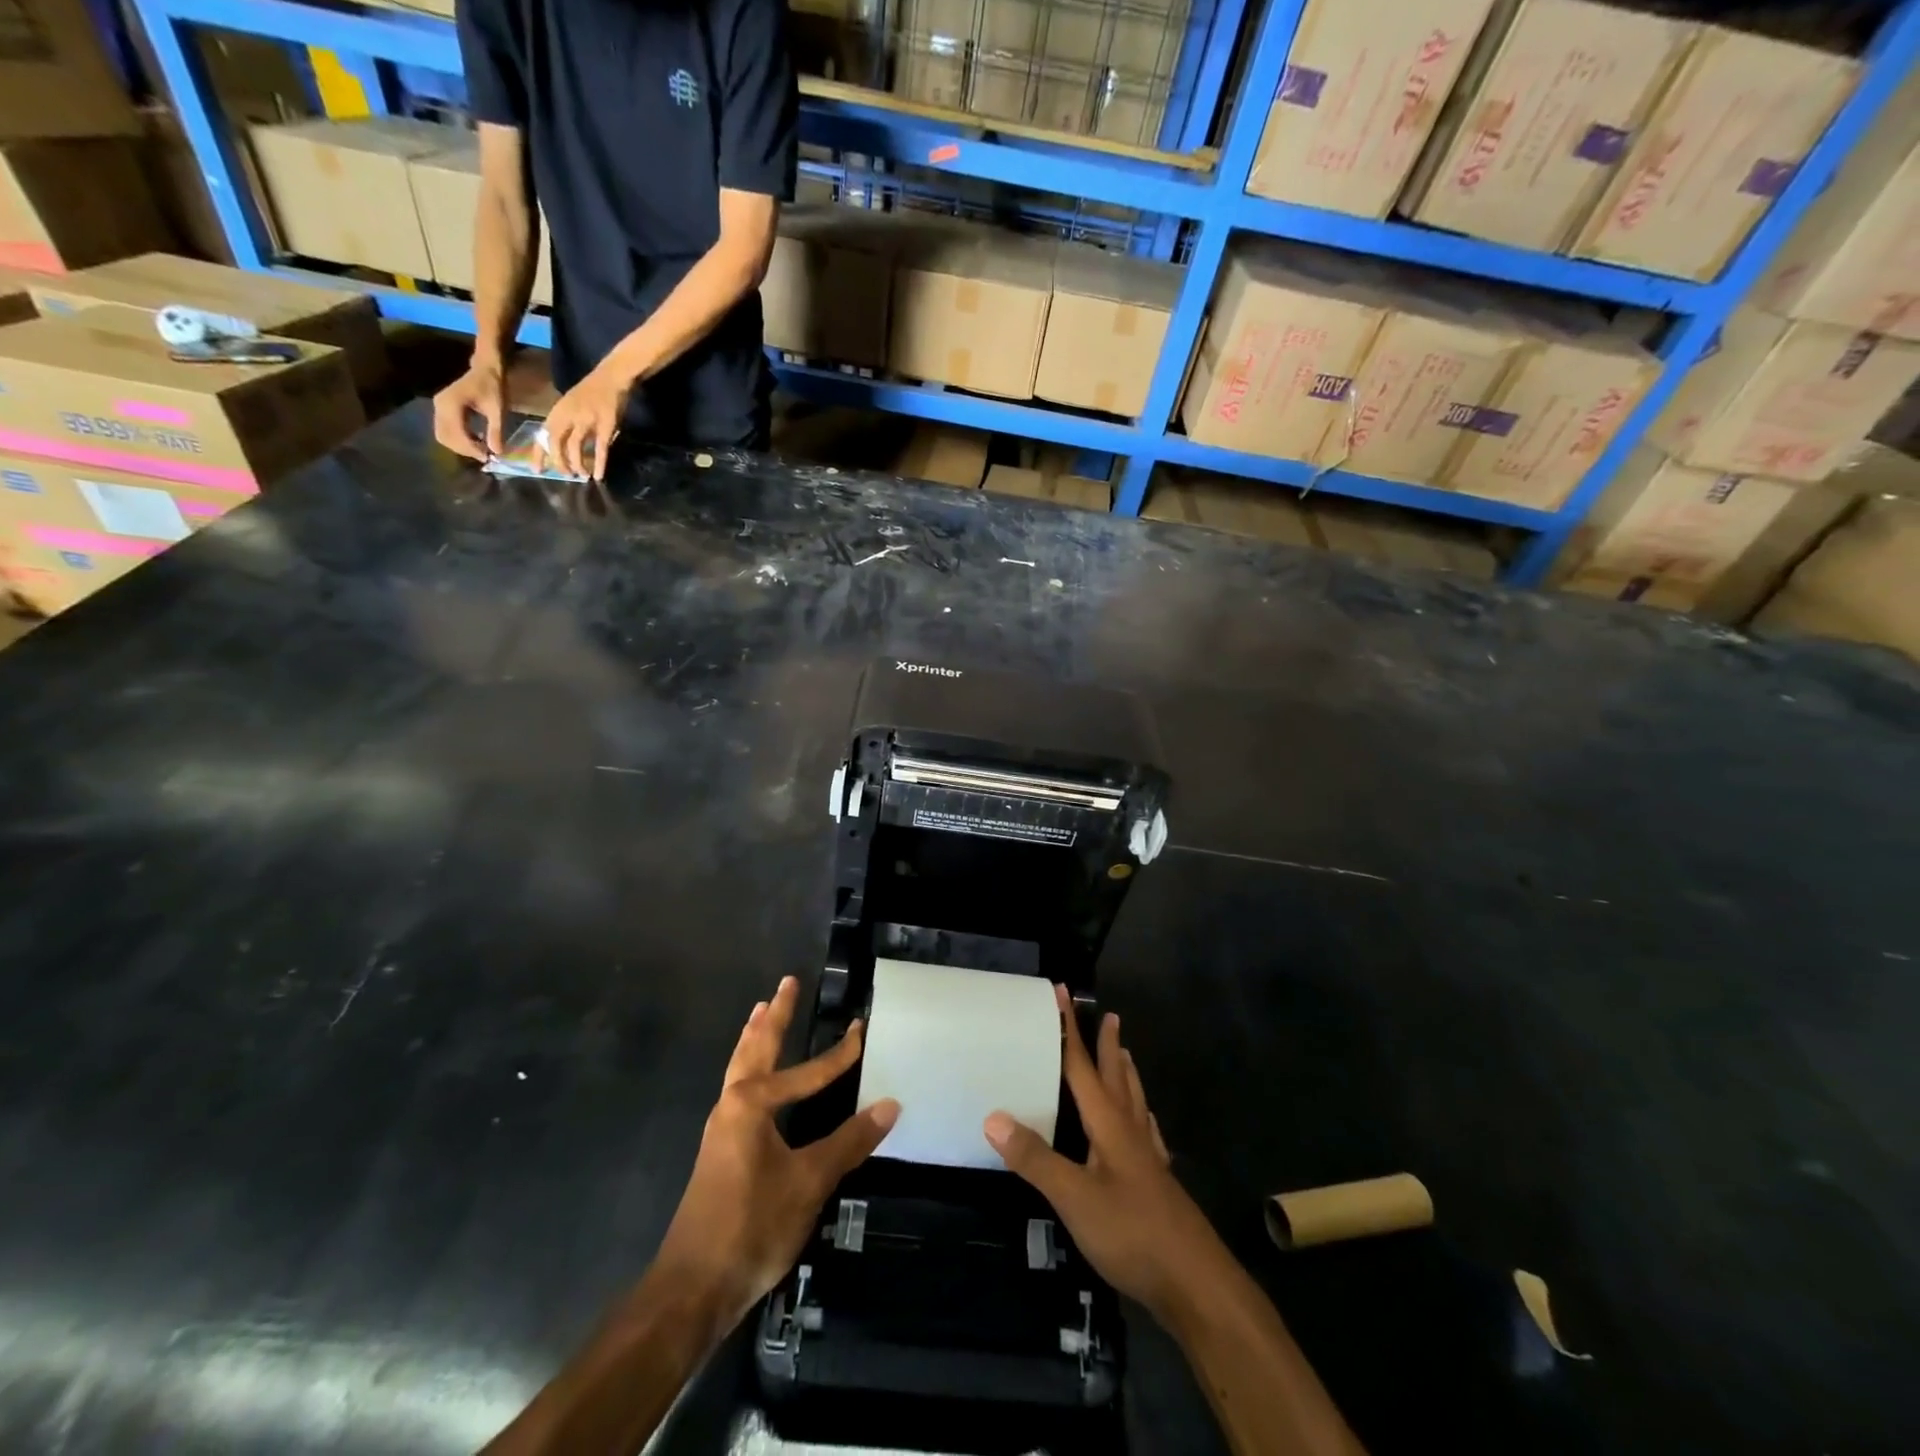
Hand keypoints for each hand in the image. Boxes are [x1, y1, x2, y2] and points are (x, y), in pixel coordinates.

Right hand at [432, 360, 505, 461]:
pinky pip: (445, 430)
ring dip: (461, 446)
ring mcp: (438, 407)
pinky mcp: (442, 409)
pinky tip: (476, 440)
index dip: (471, 448)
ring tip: (481, 449)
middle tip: (485, 455)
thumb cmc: (493, 387)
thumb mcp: (498, 410)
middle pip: (445, 437)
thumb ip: (496, 431)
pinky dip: (459, 439)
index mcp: (451, 404)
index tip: (488, 457)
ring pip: (443, 435)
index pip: (456, 434)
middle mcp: (440, 406)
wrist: (485, 370)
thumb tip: (497, 452)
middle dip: (465, 450)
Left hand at [538, 365, 630, 480]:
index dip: (538, 454)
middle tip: (566, 475)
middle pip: (556, 443)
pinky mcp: (605, 426)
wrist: (610, 377)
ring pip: (575, 447)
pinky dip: (599, 464)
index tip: (536, 470)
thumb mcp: (570, 405)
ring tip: (582, 475)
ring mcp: (586, 421)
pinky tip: (599, 476)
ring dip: (577, 464)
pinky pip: (600, 448)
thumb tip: (558, 446)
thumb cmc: (591, 392)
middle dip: (559, 463)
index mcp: (558, 412)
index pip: (543, 436)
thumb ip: (564, 423)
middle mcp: (568, 416)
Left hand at [653, 976, 898, 1333]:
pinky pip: (737, 1090)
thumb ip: (849, 1142)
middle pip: (756, 1049)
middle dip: (775, 1016)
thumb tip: (890, 1104)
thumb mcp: (809, 1183)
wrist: (691, 1290)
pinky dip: (749, 1068)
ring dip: (755, 1038)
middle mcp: (731, 1105)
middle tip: (786, 984)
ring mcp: (720, 1129)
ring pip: (740, 1068)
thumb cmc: (751, 1226)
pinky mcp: (719, 1152)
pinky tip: (756, 1080)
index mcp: (752, 1104)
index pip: (807, 1071)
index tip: (862, 1030)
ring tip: (762, 1011)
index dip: (839, 1054)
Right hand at [985, 986, 1235, 1323]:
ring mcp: (1148, 1159)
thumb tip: (993, 1116)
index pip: (1084, 1067)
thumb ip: (1036, 1159)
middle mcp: (1131, 1132)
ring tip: (1125, 1054)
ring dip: (1126, 1074)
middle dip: (1107, 1045)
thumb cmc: (1133, 1233)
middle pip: (1116, 1077)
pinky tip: (1146, 1123)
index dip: (1070, 1030)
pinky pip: (1146, 1133)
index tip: (1062, 993)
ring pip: (1135, 1103)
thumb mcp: (1075, 1197)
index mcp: (1110, 1125)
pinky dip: (1142, 1115)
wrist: (1196, 1285)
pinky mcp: (1158, 1185)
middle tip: (1108, 1015)